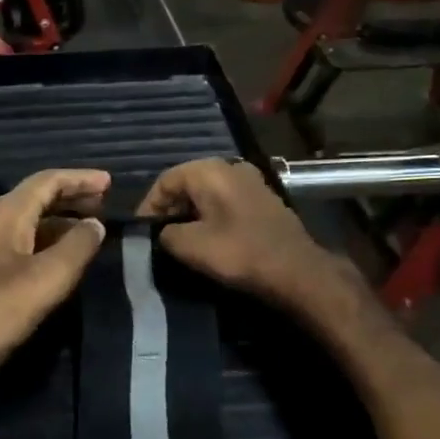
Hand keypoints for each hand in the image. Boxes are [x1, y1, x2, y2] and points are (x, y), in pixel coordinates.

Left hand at [0, 168, 109, 407]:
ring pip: (30, 224)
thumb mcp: (47, 277)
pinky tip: (66, 261)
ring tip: (93, 231)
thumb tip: (96, 225)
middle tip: (105, 203)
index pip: (46, 182)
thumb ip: (77, 247)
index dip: (79, 179)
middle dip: (71, 197)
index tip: (110, 182)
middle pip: (36, 198)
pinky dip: (49, 245)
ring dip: (61, 222)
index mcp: (5, 215)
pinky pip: (24, 246)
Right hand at [139, 159, 361, 320]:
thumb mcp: (190, 246)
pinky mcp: (264, 200)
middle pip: (187, 183)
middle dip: (169, 208)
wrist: (297, 271)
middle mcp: (231, 167)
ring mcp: (251, 182)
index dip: (148, 205)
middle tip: (159, 235)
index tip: (142, 231)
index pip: (165, 180)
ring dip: (191, 213)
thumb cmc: (239, 253)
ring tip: (180, 239)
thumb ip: (166, 234)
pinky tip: (208, 238)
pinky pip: (226, 201)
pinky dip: (211, 216)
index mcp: (210, 171)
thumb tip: (164, 232)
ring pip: (208, 193)